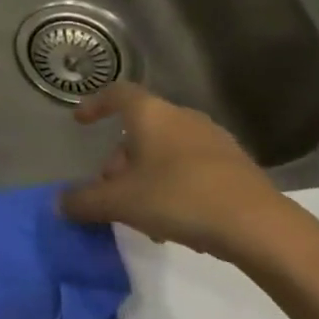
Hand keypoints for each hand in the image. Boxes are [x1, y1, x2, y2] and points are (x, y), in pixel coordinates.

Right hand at [59, 84, 314, 269]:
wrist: (259, 225)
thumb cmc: (180, 198)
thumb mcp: (122, 203)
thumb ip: (85, 201)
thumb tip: (58, 204)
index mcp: (152, 114)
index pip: (117, 93)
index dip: (95, 104)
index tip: (81, 122)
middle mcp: (182, 117)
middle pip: (141, 128)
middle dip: (120, 158)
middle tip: (110, 188)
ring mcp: (213, 139)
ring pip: (166, 150)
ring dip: (147, 174)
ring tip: (140, 212)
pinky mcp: (236, 165)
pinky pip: (191, 166)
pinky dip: (173, 184)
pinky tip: (174, 220)